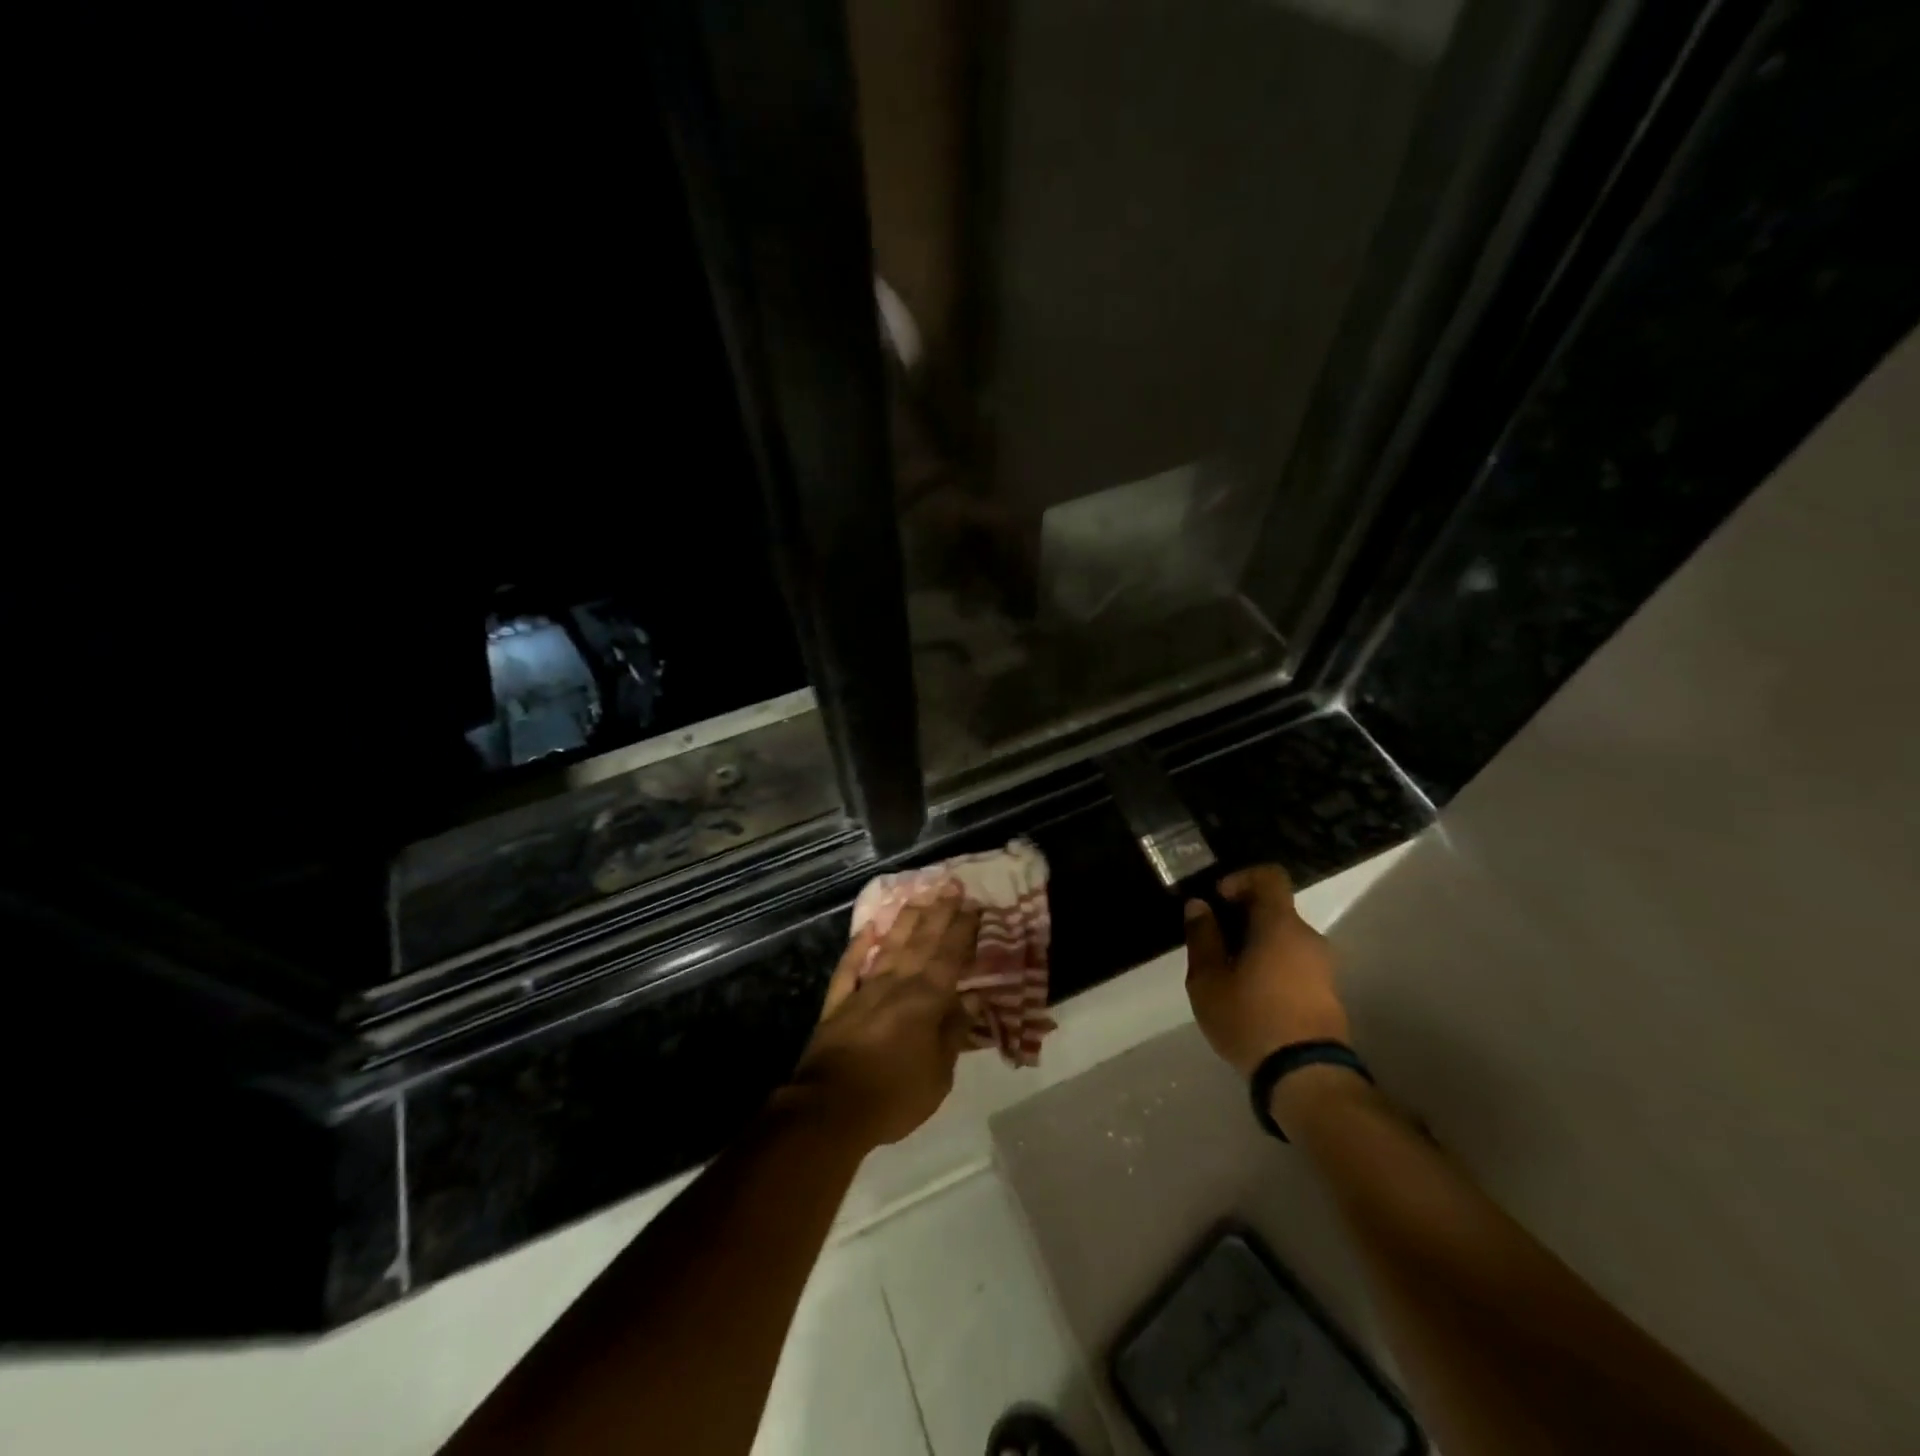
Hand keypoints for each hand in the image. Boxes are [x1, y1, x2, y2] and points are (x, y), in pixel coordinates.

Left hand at [789, 888, 978, 1148]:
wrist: (830, 1109)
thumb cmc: (894, 1096)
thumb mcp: (939, 1074)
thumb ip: (954, 1031)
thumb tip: (972, 998)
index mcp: (926, 1000)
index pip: (949, 956)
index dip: (962, 930)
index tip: (973, 905)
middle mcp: (897, 984)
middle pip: (922, 942)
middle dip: (939, 912)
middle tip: (951, 885)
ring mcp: (864, 989)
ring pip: (889, 945)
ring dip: (905, 920)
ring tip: (919, 896)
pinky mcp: (838, 1003)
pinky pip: (849, 967)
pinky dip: (858, 946)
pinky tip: (868, 928)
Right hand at [1184, 865, 1349, 1076]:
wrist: (1306, 1078)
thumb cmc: (1251, 1019)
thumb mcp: (1208, 980)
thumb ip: (1202, 938)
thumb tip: (1199, 906)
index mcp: (1280, 925)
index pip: (1269, 876)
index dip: (1240, 879)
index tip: (1218, 901)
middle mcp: (1309, 938)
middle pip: (1275, 910)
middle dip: (1243, 919)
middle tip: (1214, 944)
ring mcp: (1324, 967)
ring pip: (1284, 940)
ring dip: (1257, 946)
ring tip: (1229, 976)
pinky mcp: (1328, 994)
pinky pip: (1296, 964)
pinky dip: (1273, 967)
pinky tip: (1251, 997)